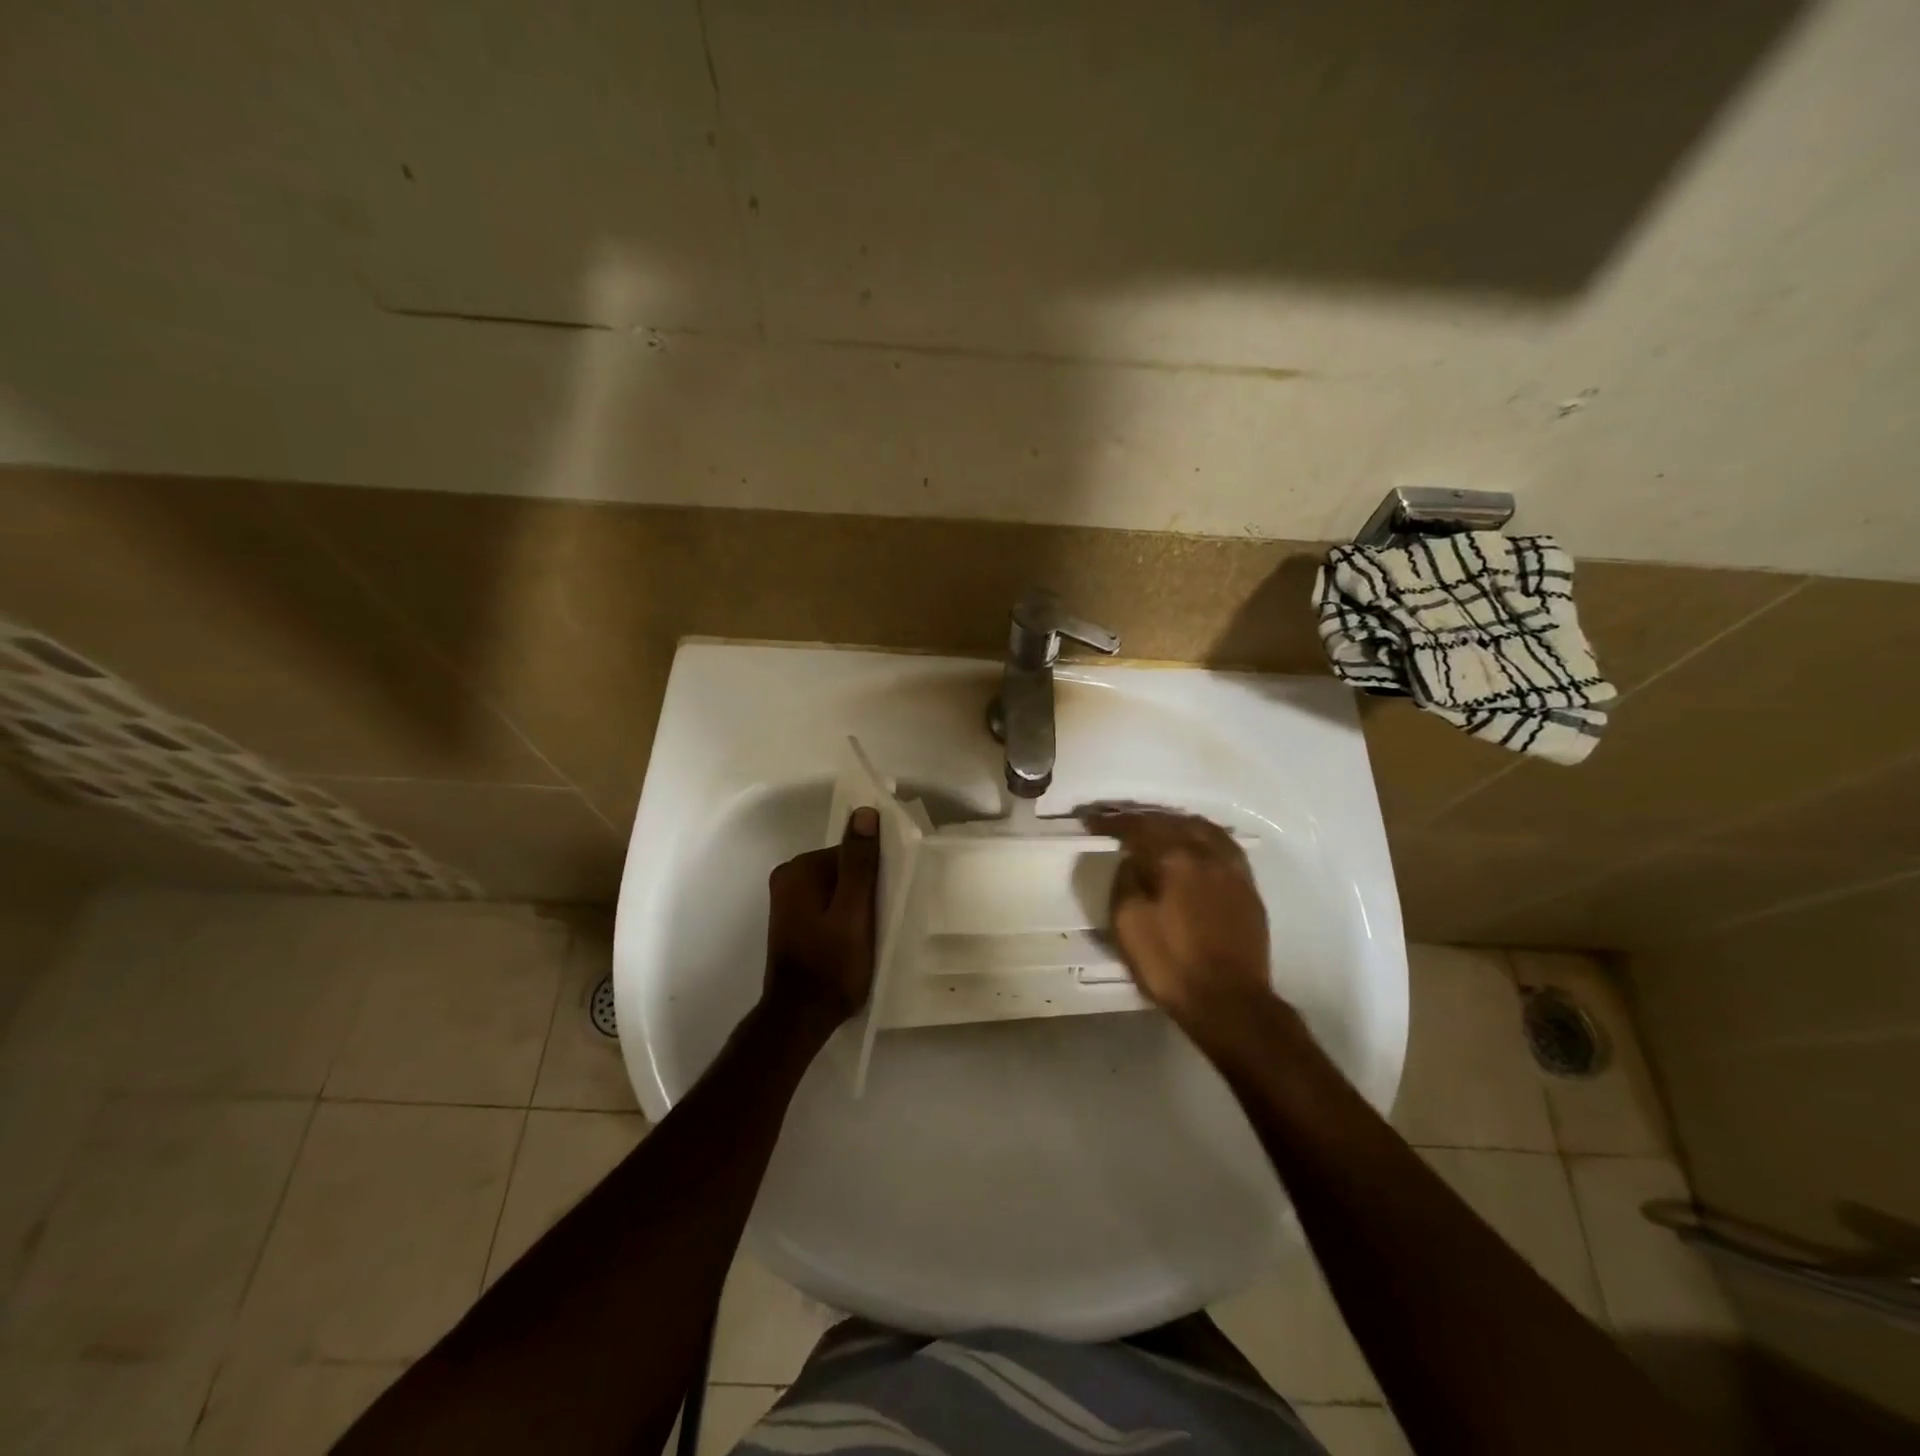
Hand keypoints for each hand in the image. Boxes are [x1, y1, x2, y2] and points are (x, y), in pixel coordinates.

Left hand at [764, 807, 880, 1025]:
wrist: (800, 1019)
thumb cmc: (832, 965)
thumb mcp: (854, 912)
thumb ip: (859, 862)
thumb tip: (864, 812)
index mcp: (799, 870)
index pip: (850, 854)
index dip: (874, 875)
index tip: (888, 900)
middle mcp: (787, 878)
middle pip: (842, 870)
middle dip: (864, 890)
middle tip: (881, 920)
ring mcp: (787, 902)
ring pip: (836, 890)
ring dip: (856, 906)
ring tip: (870, 934)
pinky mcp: (791, 923)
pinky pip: (826, 907)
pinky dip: (842, 918)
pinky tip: (853, 941)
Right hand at [1079, 804, 1272, 1027]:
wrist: (1229, 1003)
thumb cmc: (1171, 965)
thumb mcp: (1128, 924)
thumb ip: (1126, 881)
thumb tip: (1132, 859)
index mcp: (1175, 859)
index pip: (1138, 827)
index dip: (1111, 822)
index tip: (1091, 820)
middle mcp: (1207, 853)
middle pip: (1171, 821)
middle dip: (1142, 818)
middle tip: (1119, 821)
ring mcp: (1232, 869)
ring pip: (1201, 828)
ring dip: (1174, 823)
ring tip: (1155, 827)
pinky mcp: (1248, 887)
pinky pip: (1222, 845)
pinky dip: (1201, 837)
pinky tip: (1194, 845)